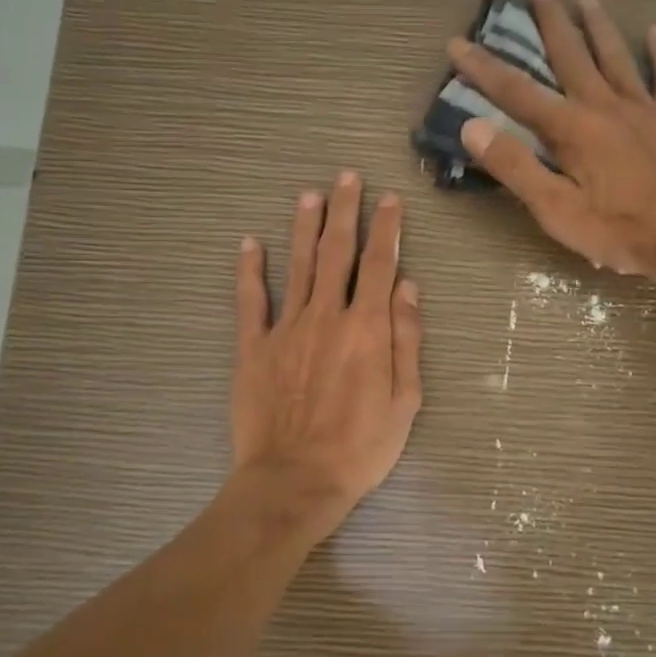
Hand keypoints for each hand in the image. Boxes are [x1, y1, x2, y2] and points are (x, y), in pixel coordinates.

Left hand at [231, 172, 423, 527]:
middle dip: (344, 211)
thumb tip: (406, 286)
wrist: (296, 479)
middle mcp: (326, 316)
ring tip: (309, 195)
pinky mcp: (253, 348)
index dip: (387, 228)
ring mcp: (285, 329)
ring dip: (304, 227)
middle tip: (346, 177)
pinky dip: (249, 270)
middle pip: (336, 252)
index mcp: (367, 328)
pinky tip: (249, 243)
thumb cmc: (361, 447)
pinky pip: (250, 301)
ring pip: (297, 266)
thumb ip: (406, 339)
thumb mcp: (405, 400)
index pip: (379, 265)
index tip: (390, 199)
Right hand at [450, 0, 655, 277]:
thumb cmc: (617, 229)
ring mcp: (644, 108)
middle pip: (571, 55)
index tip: (458, 42)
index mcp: (570, 128)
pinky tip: (655, 32)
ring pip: (616, 57)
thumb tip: (472, 127)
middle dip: (551, 21)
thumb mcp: (555, 209)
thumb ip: (514, 166)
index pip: (516, 92)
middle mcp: (604, 105)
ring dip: (600, 26)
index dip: (483, 68)